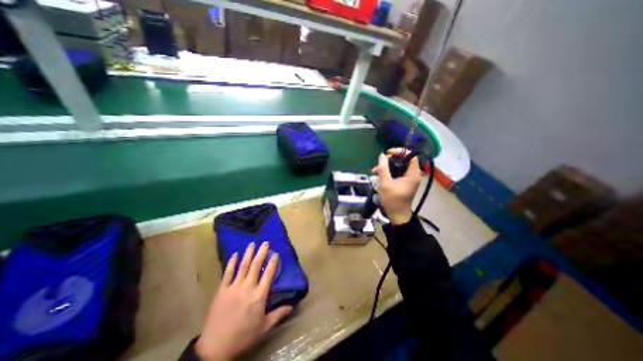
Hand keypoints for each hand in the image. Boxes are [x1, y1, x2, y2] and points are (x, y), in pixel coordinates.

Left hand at [197, 241, 292, 360]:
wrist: (215, 348)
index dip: (273, 262)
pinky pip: (228, 273)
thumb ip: (278, 314)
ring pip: (243, 266)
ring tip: (252, 243)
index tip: (275, 253)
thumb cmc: (243, 336)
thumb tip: (292, 305)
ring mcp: (233, 287)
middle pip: (256, 266)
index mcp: (259, 296)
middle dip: (261, 252)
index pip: (268, 274)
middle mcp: (248, 288)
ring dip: (248, 253)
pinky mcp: (222, 290)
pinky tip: (235, 254)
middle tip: (265, 242)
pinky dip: (232, 263)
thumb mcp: (264, 327)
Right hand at [372, 148, 421, 223]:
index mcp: (413, 174)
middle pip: (404, 160)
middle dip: (390, 159)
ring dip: (387, 166)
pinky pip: (397, 172)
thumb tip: (381, 155)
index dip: (400, 151)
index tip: (388, 153)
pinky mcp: (404, 182)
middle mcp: (413, 175)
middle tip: (379, 163)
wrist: (397, 215)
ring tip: (375, 170)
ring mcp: (409, 179)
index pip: (411, 155)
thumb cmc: (393, 200)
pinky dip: (388, 172)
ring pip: (398, 166)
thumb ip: (383, 168)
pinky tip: (379, 175)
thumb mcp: (385, 184)